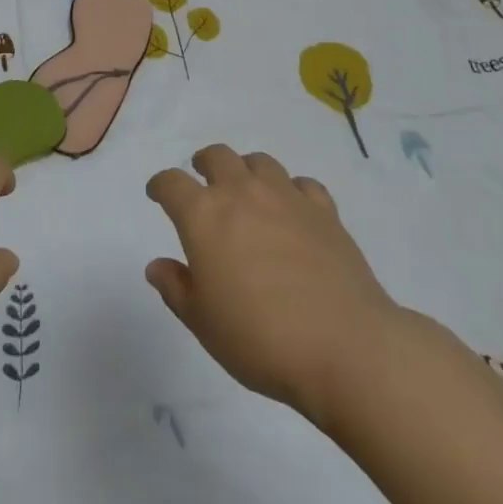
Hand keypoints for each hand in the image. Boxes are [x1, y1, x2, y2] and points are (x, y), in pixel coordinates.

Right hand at [145, 144, 401, 424]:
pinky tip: (293, 209)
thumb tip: (157, 266)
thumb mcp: (203, 323)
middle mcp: (242, 193)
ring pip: (260, 162)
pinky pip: (302, 184)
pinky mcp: (324, 210)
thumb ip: (176, 288)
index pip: (172, 183)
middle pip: (217, 156)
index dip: (160, 185)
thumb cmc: (260, 339)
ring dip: (246, 170)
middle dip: (204, 164)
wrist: (345, 347)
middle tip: (202, 181)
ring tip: (247, 190)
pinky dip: (292, 190)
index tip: (157, 194)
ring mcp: (286, 197)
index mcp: (204, 216)